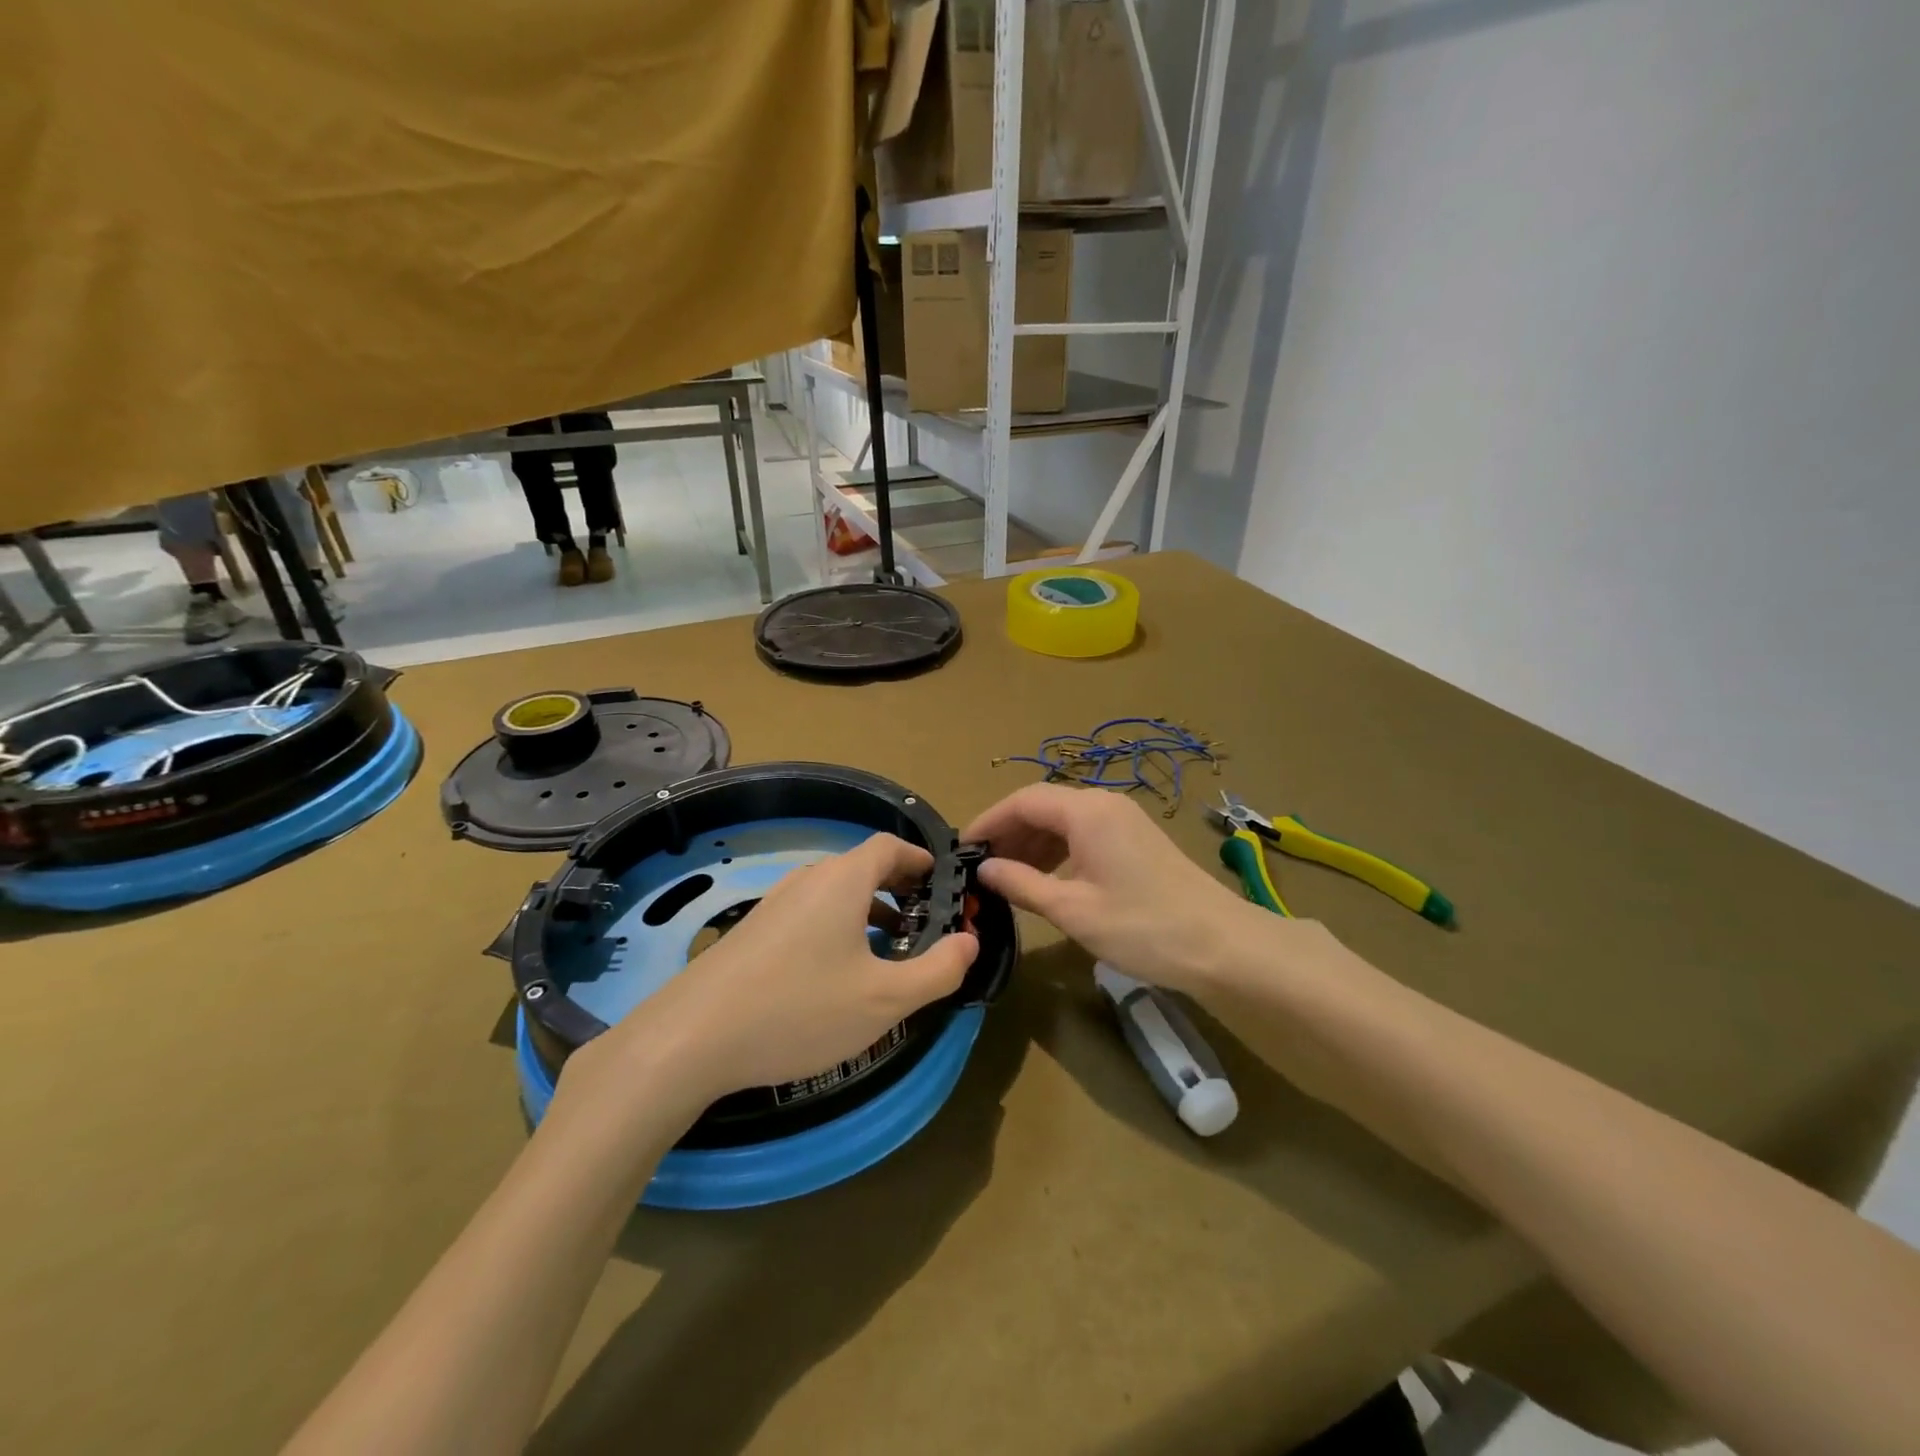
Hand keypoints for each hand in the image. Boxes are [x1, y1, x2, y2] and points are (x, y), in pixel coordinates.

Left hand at [555, 834, 978, 1121]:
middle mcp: (807, 880)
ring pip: (834, 894)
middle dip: (899, 889)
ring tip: (888, 952)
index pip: (889, 847)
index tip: (943, 883)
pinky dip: (837, 929)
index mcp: (842, 880)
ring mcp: (774, 904)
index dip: (921, 860)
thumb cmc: (800, 1010)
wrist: (691, 1038)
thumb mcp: (885, 1000)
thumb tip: (970, 942)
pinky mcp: (752, 933)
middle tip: (925, 922)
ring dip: (868, 912)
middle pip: (862, 867)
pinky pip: (809, 915)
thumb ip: (937, 970)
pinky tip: (836, 976)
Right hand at [963, 783, 1265, 994]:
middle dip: (1009, 833)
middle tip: (982, 868)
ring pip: (1064, 820)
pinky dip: (1058, 851)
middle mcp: (1105, 804)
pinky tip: (1047, 879)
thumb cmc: (1143, 927)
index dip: (989, 821)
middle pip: (1043, 806)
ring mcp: (1124, 820)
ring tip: (1008, 877)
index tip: (963, 849)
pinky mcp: (1136, 839)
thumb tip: (984, 869)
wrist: (1223, 946)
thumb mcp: (1073, 910)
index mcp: (1087, 811)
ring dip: (1033, 843)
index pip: (1023, 800)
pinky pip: (1085, 833)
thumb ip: (1022, 884)